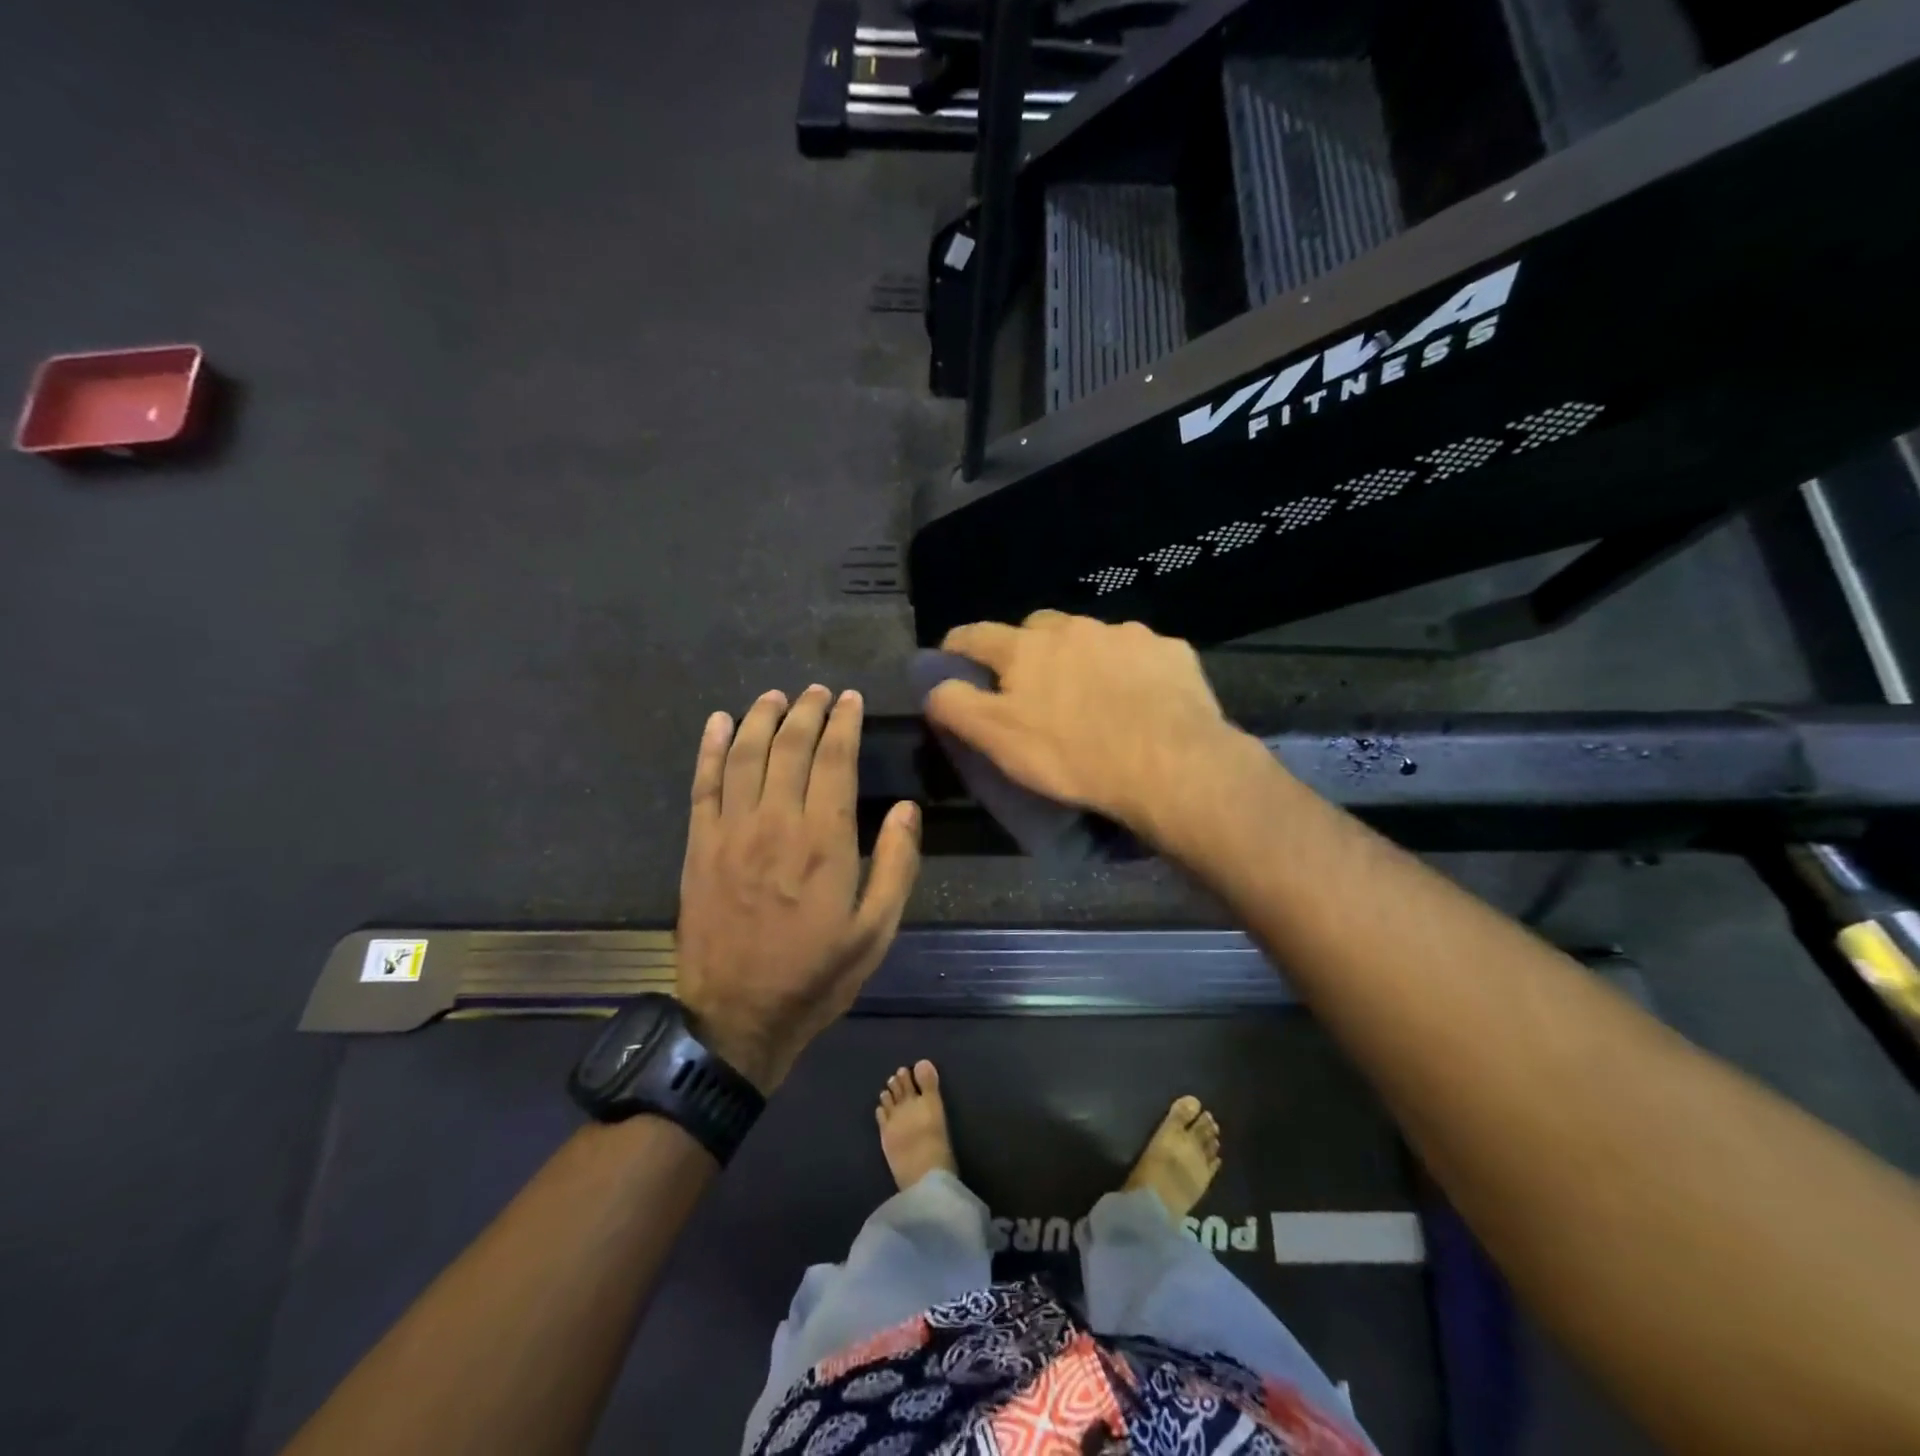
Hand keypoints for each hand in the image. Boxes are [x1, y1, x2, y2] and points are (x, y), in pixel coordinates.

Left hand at [675, 686, 919, 1092]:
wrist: (737, 1018)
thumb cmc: (816, 976)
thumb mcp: (876, 931)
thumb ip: (896, 866)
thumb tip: (907, 810)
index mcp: (824, 840)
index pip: (834, 760)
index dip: (844, 723)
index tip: (850, 699)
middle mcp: (775, 822)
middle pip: (789, 747)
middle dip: (806, 711)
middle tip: (817, 691)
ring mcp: (731, 832)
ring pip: (745, 755)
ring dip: (761, 718)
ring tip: (775, 696)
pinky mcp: (699, 847)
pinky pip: (703, 785)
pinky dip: (710, 748)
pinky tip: (719, 723)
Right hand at [926, 611, 1249, 840]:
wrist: (1170, 764)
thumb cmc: (1072, 755)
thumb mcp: (998, 739)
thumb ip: (956, 706)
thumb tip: (933, 686)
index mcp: (1027, 648)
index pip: (976, 635)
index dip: (958, 646)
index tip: (952, 659)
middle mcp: (1074, 628)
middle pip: (1037, 628)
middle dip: (1026, 650)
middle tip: (1032, 687)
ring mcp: (1127, 635)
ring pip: (1091, 639)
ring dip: (1082, 658)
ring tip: (1093, 697)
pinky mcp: (1170, 651)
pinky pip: (1139, 654)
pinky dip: (1130, 670)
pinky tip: (1139, 700)